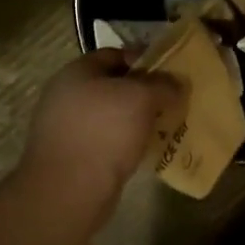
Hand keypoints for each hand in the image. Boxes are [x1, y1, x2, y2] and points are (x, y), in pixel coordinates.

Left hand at [20, 49, 183, 217]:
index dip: (144, 59)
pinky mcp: (73, 156)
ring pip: (111, 115)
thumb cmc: (104, 132)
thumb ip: (162, 85)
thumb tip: (177, 83)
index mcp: (77, 72)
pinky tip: (146, 151)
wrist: (69, 190)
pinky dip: (126, 143)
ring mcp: (67, 128)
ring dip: (137, 120)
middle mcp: (67, 95)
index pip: (115, 54)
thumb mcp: (141, 98)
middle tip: (172, 101)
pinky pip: (106, 141)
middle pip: (113, 85)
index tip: (170, 73)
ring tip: (165, 127)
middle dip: (144, 93)